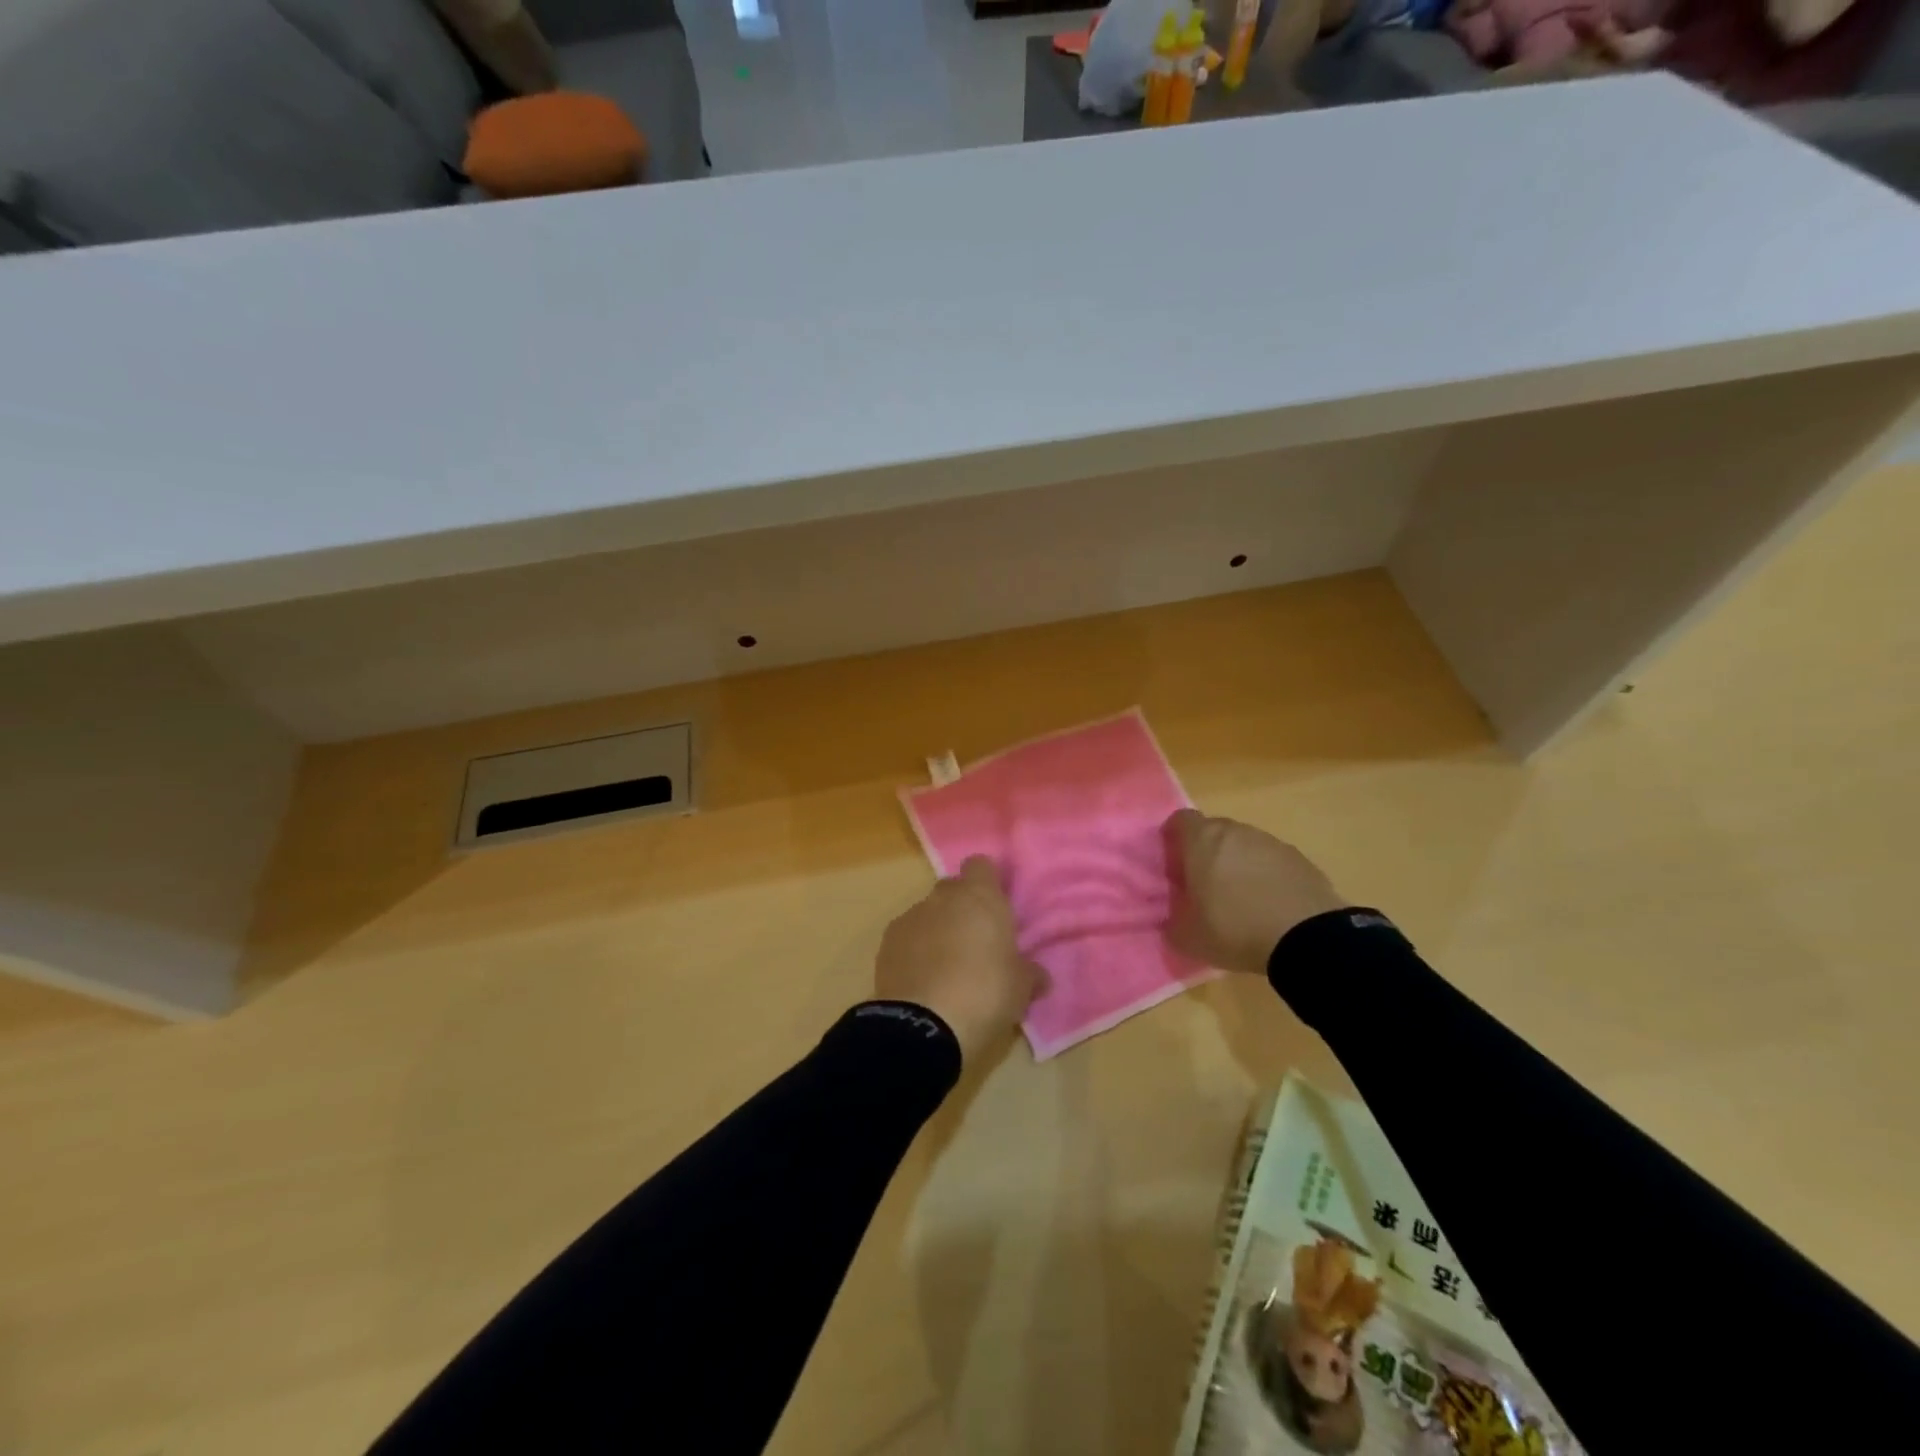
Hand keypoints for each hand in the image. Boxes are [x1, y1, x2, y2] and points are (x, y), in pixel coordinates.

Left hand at [874, 857, 1044, 1063]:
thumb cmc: (986, 993)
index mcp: (981, 897)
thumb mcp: (1021, 987)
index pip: (982, 866)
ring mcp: (911, 917)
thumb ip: (1029, 972)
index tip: (995, 907)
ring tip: (947, 968)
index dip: (988, 882)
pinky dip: (914, 951)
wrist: (924, 1024)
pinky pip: (906, 937)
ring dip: (937, 930)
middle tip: (976, 942)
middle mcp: (943, 898)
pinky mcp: (886, 942)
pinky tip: (923, 980)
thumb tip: (1038, 974)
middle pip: (953, 889)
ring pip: (927, 913)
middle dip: (962, 908)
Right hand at [1163, 809, 1347, 974]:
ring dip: (1237, 863)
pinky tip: (1269, 905)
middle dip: (1205, 852)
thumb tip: (1172, 921)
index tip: (1175, 865)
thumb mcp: (1188, 937)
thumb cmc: (1235, 928)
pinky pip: (1272, 861)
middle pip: (1213, 830)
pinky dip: (1265, 876)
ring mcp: (1272, 843)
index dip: (1173, 839)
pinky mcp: (1300, 859)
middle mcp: (1236, 832)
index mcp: (1203, 841)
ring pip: (1244, 845)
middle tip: (1203, 885)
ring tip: (1239, 899)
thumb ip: (1172, 923)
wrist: (1308, 938)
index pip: (1180, 820)